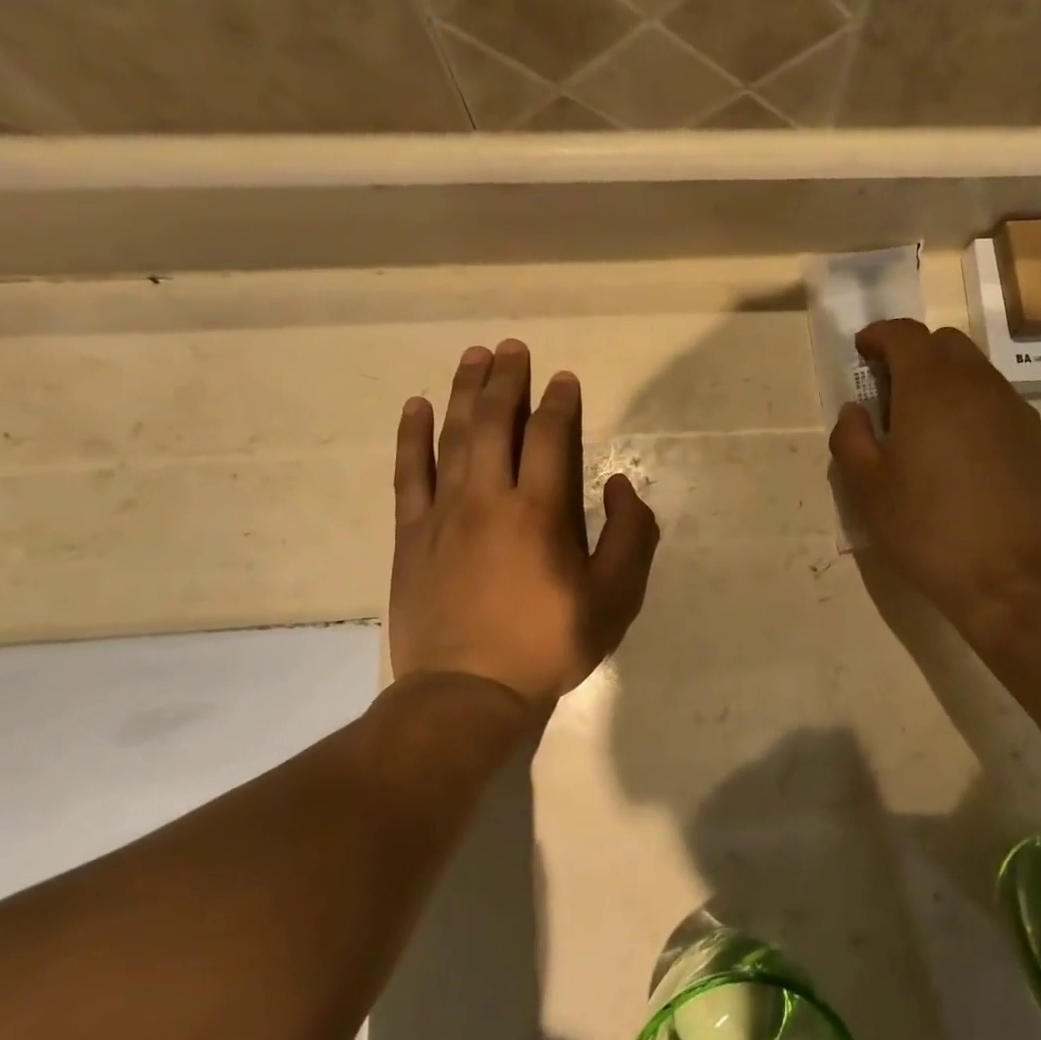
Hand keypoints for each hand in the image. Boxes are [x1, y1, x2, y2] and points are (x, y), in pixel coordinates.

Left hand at [389, 340, 659, 711]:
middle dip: (507, 380)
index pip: (549, 437)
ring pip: (454, 437)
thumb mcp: (615, 598)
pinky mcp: (412, 534)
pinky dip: (412, 436)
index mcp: (540, 511)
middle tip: (512, 347)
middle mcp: (489, 498)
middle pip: (496, 423)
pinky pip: (409, 473)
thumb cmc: (549, 643)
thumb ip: (631, 536)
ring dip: (465, 392)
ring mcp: (444, 513)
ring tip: (473, 357)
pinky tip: (416, 406)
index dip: (558, 402)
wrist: (467, 692)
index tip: (563, 378)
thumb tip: (619, 486)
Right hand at [830, 320, 1040, 639]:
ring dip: (946, 378)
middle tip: (891, 388)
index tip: (863, 351)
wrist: (1012, 577)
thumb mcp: (867, 490)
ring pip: (976, 370)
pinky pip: (997, 402)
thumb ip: (851, 439)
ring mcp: (1013, 410)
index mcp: (930, 387)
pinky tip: (962, 451)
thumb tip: (855, 411)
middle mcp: (977, 385)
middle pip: (945, 343)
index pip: (905, 334)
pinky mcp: (1035, 438)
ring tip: (925, 423)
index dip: (879, 336)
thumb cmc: (928, 529)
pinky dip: (972, 405)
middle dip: (914, 352)